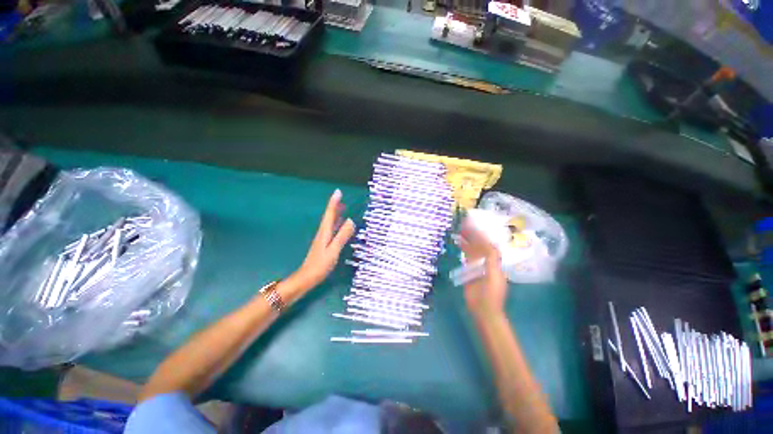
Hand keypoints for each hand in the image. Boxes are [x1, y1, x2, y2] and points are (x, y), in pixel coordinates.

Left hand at [293, 189, 355, 291]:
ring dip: (335, 213)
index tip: (338, 192)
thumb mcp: (333, 250)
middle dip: (335, 206)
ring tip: (342, 207)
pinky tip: (339, 225)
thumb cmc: (320, 265)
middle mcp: (323, 233)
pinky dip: (336, 223)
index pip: (330, 214)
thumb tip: (351, 221)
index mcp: (324, 232)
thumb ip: (342, 236)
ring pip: (330, 222)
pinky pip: (331, 229)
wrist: (306, 278)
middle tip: (341, 197)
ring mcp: (322, 239)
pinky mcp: (323, 244)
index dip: (334, 203)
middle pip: (329, 216)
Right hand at [458, 222, 507, 316]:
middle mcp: (486, 262)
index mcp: (495, 262)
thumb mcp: (494, 276)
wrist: (483, 310)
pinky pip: (466, 258)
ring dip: (466, 241)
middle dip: (472, 236)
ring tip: (459, 231)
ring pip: (471, 251)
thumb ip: (492, 260)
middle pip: (479, 246)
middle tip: (464, 225)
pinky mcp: (468, 272)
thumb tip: (489, 244)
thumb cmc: (491, 294)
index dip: (481, 235)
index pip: (488, 245)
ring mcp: (477, 267)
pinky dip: (462, 250)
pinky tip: (458, 244)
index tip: (474, 226)